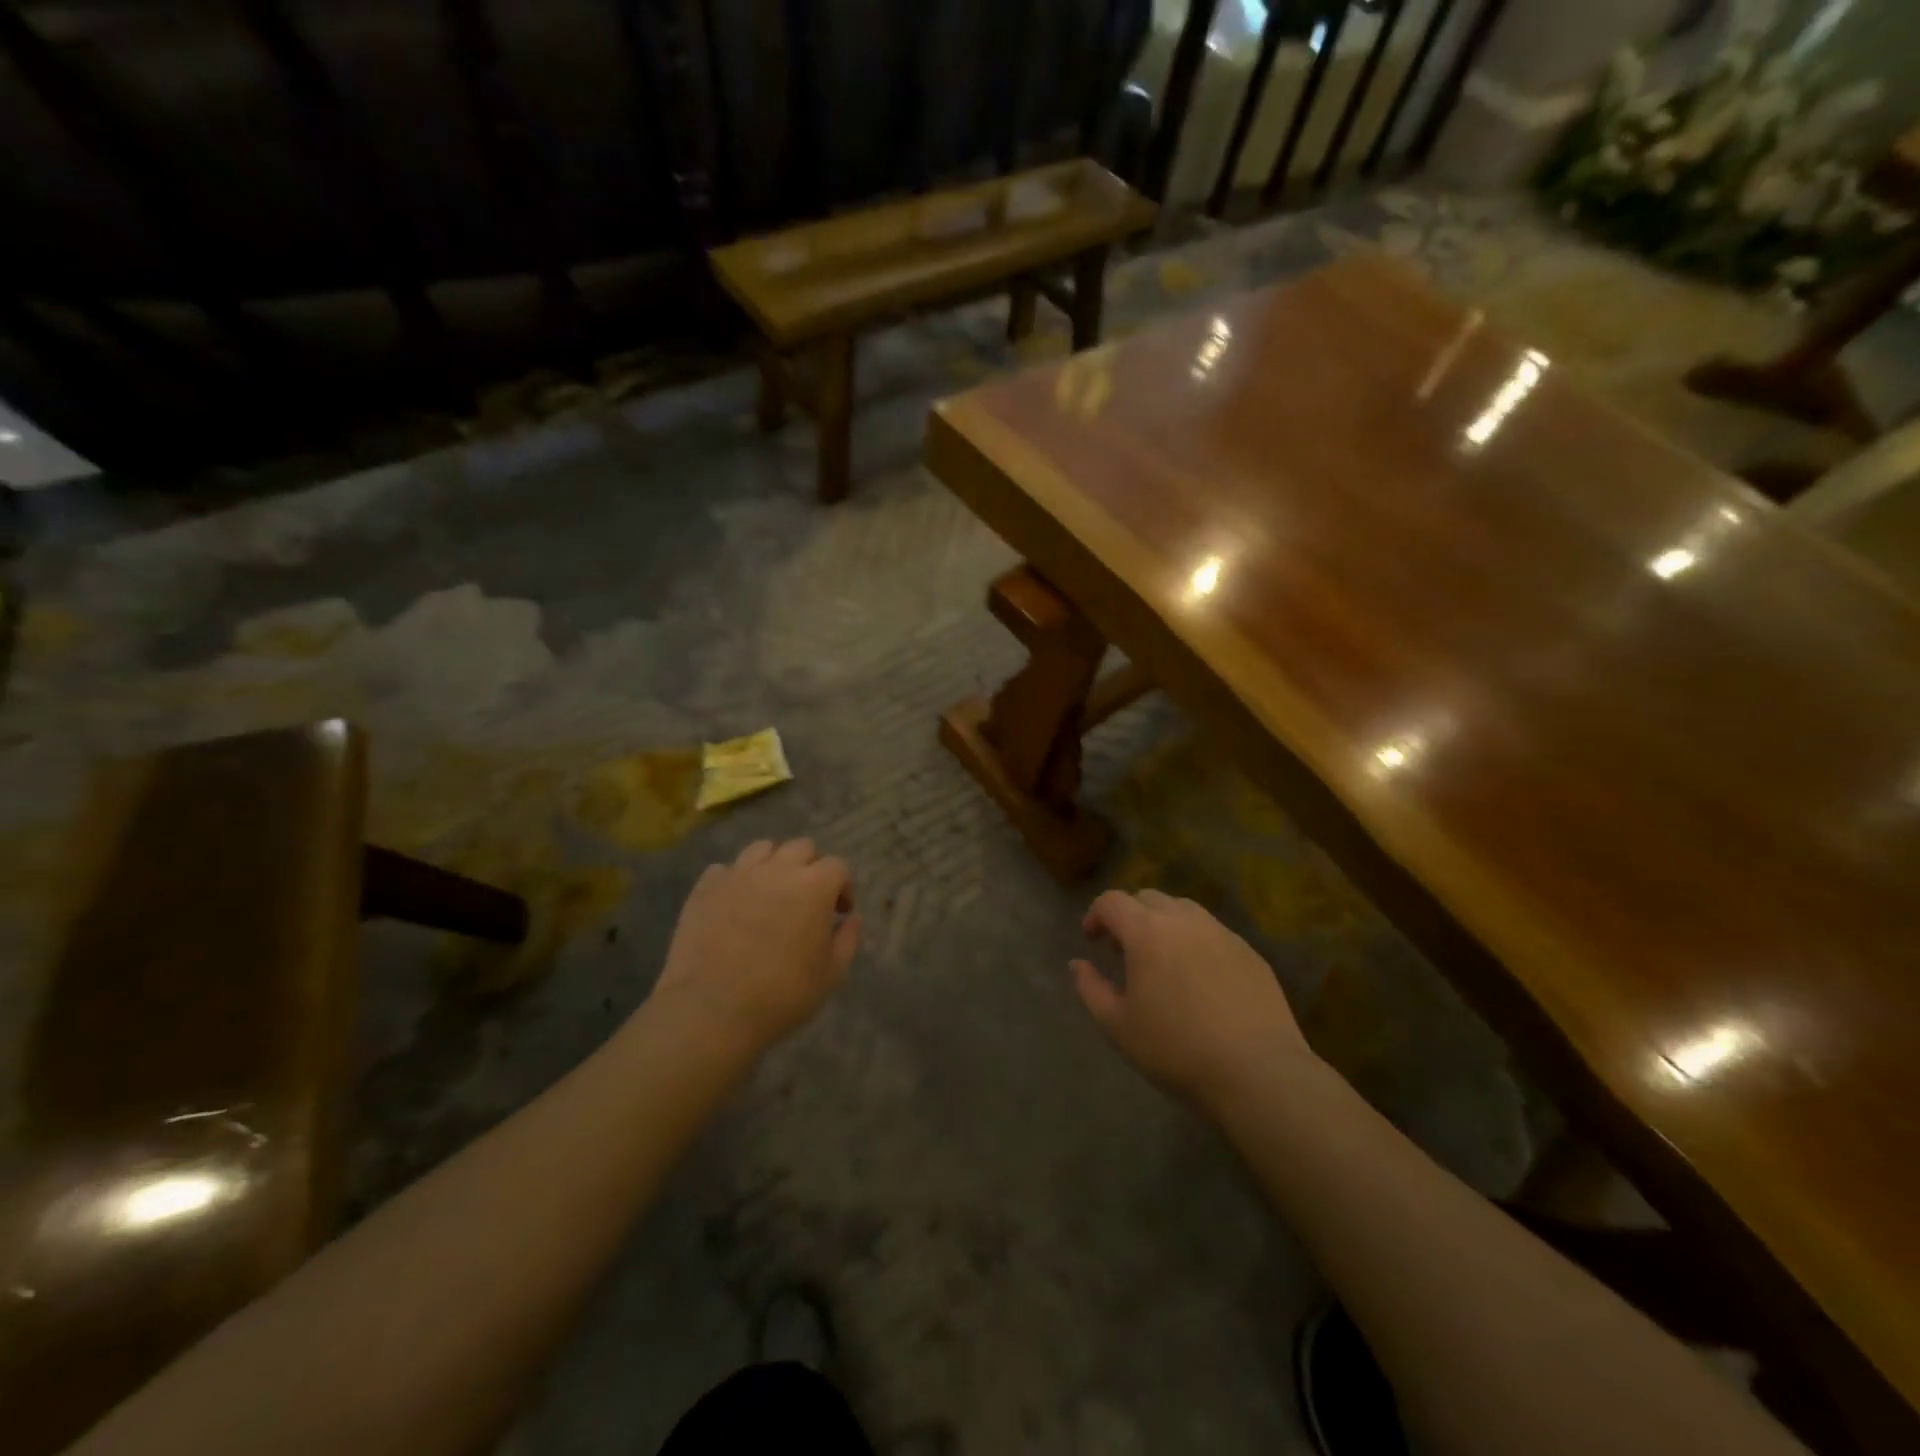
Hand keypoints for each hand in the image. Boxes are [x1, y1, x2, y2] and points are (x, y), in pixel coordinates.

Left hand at [651, 838, 858, 1057]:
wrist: (711, 1009)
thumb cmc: (781, 994)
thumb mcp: (831, 975)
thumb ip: (847, 940)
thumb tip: (851, 918)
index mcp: (814, 886)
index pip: (837, 866)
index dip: (843, 886)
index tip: (839, 911)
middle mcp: (778, 869)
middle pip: (802, 847)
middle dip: (811, 866)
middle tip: (808, 897)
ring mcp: (738, 874)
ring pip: (762, 848)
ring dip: (774, 863)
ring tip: (771, 891)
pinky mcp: (706, 887)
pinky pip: (725, 869)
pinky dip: (735, 879)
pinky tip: (735, 903)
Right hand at [1072, 889, 1312, 1109]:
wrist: (1257, 1071)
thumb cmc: (1176, 1049)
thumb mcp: (1118, 1026)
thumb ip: (1091, 988)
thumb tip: (1078, 964)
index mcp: (1147, 931)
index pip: (1112, 901)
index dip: (1096, 915)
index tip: (1092, 940)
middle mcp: (1184, 920)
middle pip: (1148, 898)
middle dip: (1130, 916)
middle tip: (1125, 951)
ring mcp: (1222, 933)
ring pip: (1184, 910)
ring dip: (1164, 924)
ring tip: (1163, 960)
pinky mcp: (1250, 952)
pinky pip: (1213, 933)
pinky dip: (1196, 942)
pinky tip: (1200, 979)